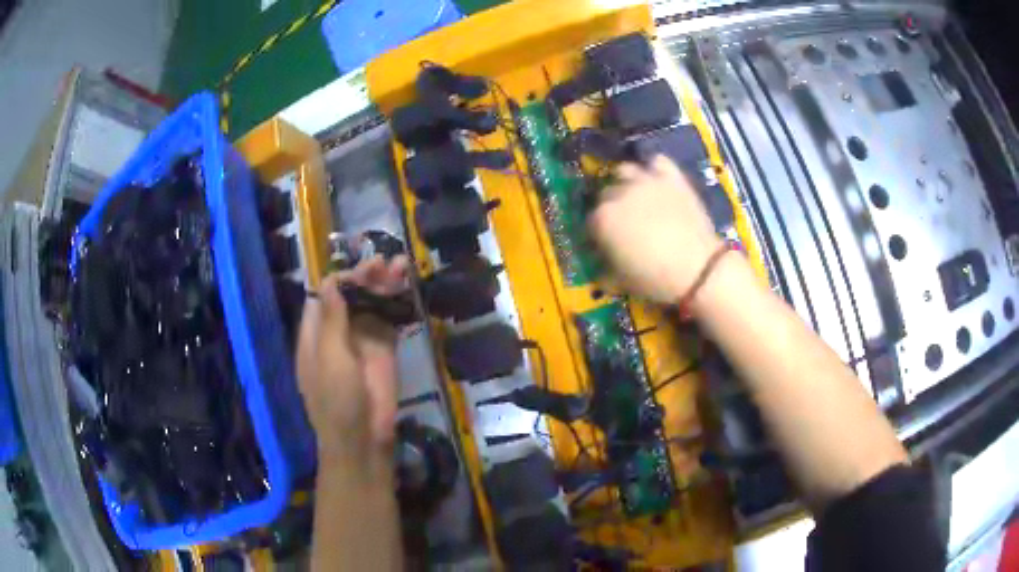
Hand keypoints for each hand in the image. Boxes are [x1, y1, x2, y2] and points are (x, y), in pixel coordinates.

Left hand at [297, 256, 409, 464]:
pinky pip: (389, 321)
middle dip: (366, 278)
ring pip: (371, 305)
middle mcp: (337, 333)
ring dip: (384, 285)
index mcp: (315, 334)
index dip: (341, 279)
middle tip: (385, 263)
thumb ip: (332, 320)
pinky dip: (398, 303)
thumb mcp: (330, 358)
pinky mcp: (384, 351)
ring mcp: (362, 341)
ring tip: (401, 266)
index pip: (324, 296)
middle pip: (350, 297)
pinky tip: (408, 287)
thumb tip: (331, 280)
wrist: (363, 438)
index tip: (360, 271)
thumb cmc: (336, 400)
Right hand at [588, 155, 722, 303]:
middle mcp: (619, 193)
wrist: (698, 269)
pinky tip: (656, 179)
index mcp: (602, 218)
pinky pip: (657, 162)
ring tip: (634, 196)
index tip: (603, 243)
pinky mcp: (672, 177)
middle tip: (621, 223)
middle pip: (605, 194)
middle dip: (609, 207)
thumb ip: (604, 268)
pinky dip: (654, 169)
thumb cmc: (655, 279)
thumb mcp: (620, 281)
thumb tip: (600, 267)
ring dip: (625, 182)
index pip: (588, 220)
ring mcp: (646, 181)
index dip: (595, 233)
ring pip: (625, 171)